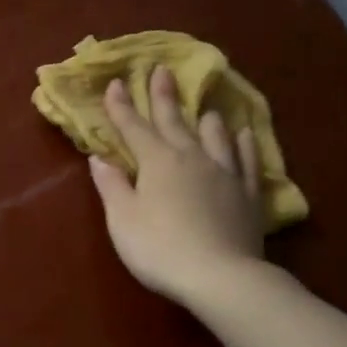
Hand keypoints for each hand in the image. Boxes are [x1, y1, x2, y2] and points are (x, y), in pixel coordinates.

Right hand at [87, 66, 265, 306]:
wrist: (220, 276)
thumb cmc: (160, 248)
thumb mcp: (122, 219)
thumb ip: (111, 185)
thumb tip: (99, 157)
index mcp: (157, 161)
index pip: (134, 128)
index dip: (121, 106)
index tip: (115, 83)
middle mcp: (192, 157)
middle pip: (174, 121)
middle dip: (163, 96)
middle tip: (161, 70)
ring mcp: (224, 173)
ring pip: (215, 136)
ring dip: (205, 119)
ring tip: (205, 109)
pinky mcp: (248, 194)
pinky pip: (247, 161)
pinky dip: (244, 145)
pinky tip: (244, 136)